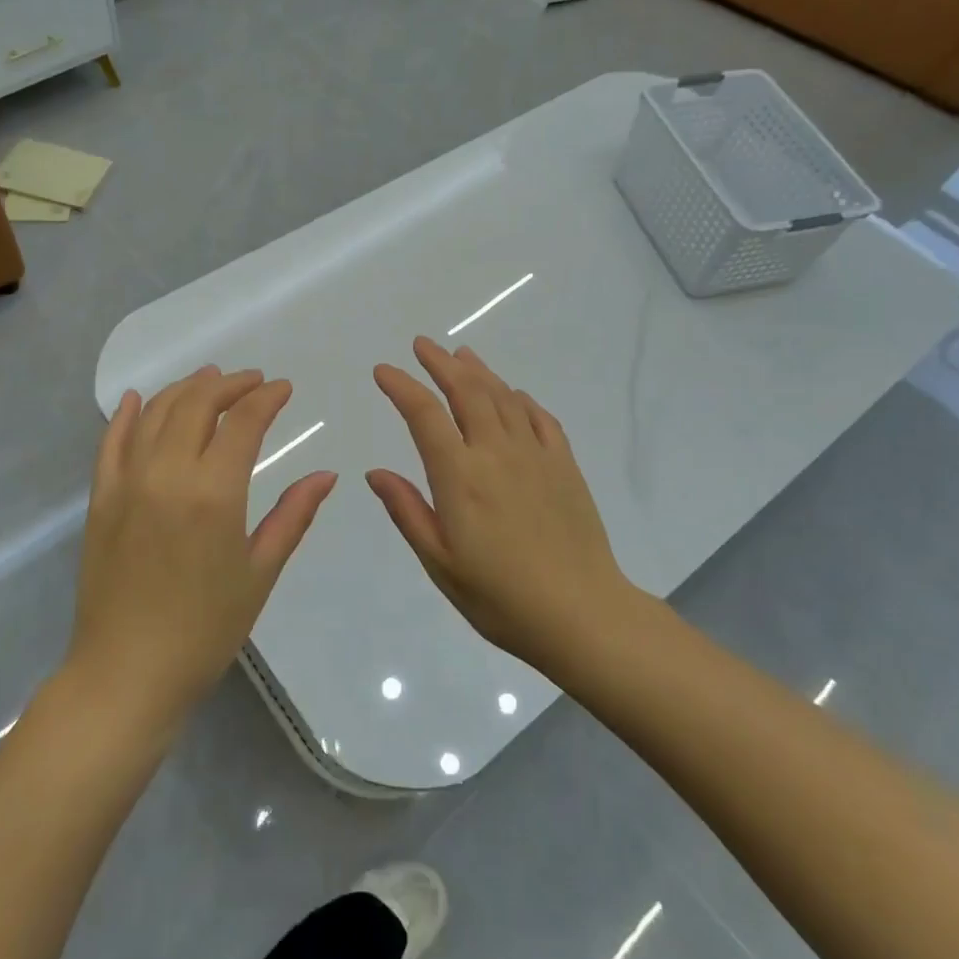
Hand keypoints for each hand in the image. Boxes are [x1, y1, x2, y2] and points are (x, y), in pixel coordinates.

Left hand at [69, 366, 336, 727]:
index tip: (283, 388)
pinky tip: (135, 399)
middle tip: (253, 381)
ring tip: (209, 379)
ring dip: (184, 389)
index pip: (243, 421)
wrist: (126, 673)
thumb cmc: (204, 630)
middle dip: (229, 384)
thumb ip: (293, 516)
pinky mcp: (101, 497)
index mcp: (214, 492)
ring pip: (155, 413)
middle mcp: (167, 472)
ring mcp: (127, 482)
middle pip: (197, 404)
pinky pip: (110, 442)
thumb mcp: (259, 573)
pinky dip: (125, 414)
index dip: (266, 397)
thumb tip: (326, 475)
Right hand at [368, 337, 638, 674]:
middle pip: (467, 391)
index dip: (401, 386)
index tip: (383, 370)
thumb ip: (408, 511)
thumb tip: (375, 473)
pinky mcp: (565, 466)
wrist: (582, 614)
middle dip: (440, 363)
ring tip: (461, 355)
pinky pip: (541, 418)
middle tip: (422, 345)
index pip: (424, 415)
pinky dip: (521, 399)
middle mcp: (497, 452)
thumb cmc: (500, 596)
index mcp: (460, 476)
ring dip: (479, 372)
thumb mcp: (440, 563)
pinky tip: (514, 395)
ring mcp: (536, 455)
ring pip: (504, 397)